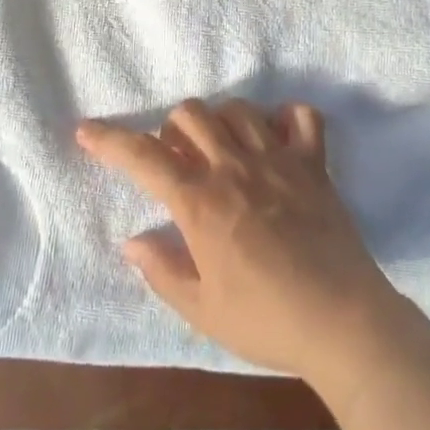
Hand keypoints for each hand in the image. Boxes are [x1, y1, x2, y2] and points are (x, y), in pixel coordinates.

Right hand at [76, 98, 399, 378]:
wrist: (343, 322)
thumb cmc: (266, 320)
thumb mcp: (201, 310)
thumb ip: (163, 270)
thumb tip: (133, 242)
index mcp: (200, 202)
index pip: (144, 156)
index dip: (109, 140)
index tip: (86, 131)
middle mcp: (235, 166)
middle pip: (191, 113)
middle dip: (171, 129)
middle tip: (177, 162)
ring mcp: (279, 158)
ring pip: (238, 107)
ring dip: (218, 121)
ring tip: (220, 151)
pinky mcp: (314, 163)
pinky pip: (301, 116)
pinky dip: (284, 118)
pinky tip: (275, 140)